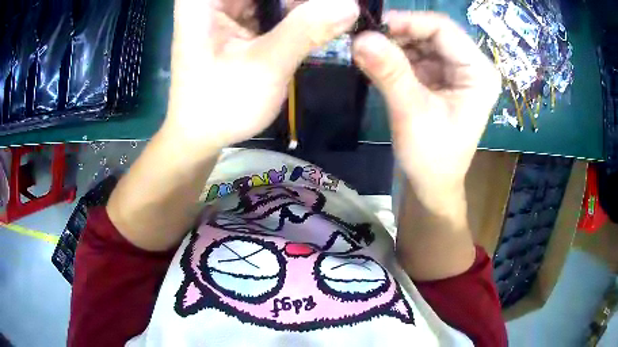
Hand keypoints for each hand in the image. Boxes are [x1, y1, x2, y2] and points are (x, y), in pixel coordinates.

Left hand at [162, 0, 359, 153]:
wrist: (200, 134)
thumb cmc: (219, 105)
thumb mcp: (264, 66)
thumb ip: (307, 30)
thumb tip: (352, 5)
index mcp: (204, 0)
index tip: (335, 6)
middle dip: (302, 2)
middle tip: (342, 10)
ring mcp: (228, 7)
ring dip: (305, 6)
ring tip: (337, 15)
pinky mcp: (241, 18)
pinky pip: (276, 5)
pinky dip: (300, 11)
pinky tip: (323, 21)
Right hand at [353, 11, 500, 208]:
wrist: (432, 184)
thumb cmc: (432, 157)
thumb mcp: (412, 113)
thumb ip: (389, 72)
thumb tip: (359, 38)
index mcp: (478, 72)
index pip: (442, 28)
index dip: (406, 21)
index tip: (370, 28)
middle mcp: (471, 65)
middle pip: (431, 32)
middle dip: (397, 34)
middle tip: (364, 41)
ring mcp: (456, 70)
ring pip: (421, 41)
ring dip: (394, 44)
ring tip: (368, 54)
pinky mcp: (442, 77)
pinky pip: (416, 55)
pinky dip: (396, 56)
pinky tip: (379, 64)